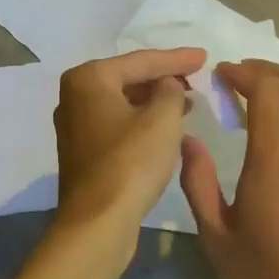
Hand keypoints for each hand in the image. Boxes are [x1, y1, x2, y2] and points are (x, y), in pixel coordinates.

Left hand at [53, 48, 202, 245]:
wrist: (99, 221)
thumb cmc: (131, 163)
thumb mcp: (163, 119)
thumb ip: (171, 90)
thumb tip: (167, 86)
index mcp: (88, 79)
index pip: (141, 61)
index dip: (177, 59)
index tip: (205, 57)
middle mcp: (73, 98)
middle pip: (128, 80)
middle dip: (163, 80)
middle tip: (196, 80)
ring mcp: (75, 128)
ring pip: (123, 105)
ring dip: (154, 104)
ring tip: (187, 103)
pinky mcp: (83, 154)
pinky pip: (118, 127)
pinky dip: (141, 124)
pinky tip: (164, 130)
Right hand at [179, 61, 278, 278]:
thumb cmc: (262, 277)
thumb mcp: (215, 236)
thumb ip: (198, 183)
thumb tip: (187, 141)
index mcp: (271, 162)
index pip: (265, 91)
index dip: (242, 73)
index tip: (221, 75)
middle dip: (266, 71)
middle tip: (239, 79)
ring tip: (263, 97)